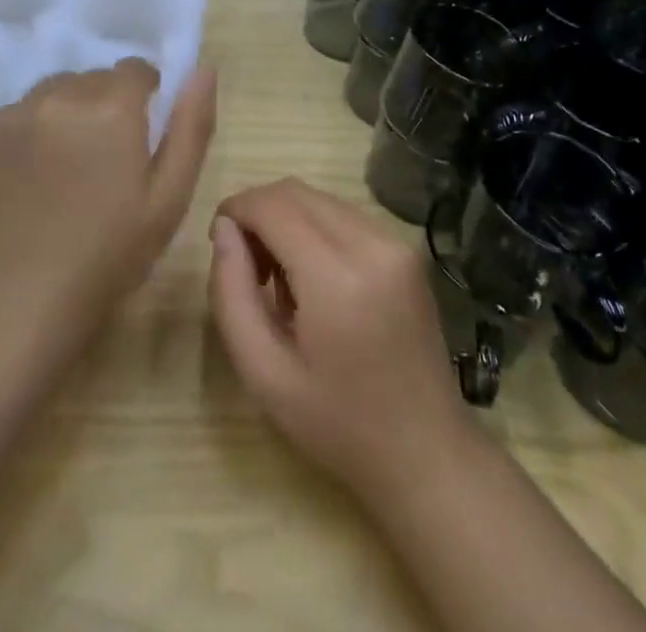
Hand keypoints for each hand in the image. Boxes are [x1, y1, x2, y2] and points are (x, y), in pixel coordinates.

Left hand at [0, 60, 216, 338]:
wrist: (21, 299)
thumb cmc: (110, 253)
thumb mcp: (170, 196)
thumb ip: (191, 125)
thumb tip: (202, 69)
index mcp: (112, 106)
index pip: (135, 69)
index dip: (144, 97)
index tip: (140, 135)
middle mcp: (61, 94)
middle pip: (94, 79)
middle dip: (106, 106)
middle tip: (105, 160)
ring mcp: (16, 111)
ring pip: (55, 91)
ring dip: (67, 113)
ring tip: (66, 167)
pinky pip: (19, 113)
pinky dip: (31, 131)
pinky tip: (31, 177)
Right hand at [208, 178, 473, 501]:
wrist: (426, 453)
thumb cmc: (337, 424)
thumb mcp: (263, 373)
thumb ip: (231, 293)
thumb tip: (224, 229)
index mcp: (337, 277)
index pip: (272, 205)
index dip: (236, 210)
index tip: (218, 240)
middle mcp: (372, 244)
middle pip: (295, 192)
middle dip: (258, 213)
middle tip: (245, 264)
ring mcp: (395, 242)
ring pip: (319, 198)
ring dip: (286, 219)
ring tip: (279, 279)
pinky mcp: (406, 249)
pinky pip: (344, 214)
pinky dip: (315, 228)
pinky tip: (314, 278)